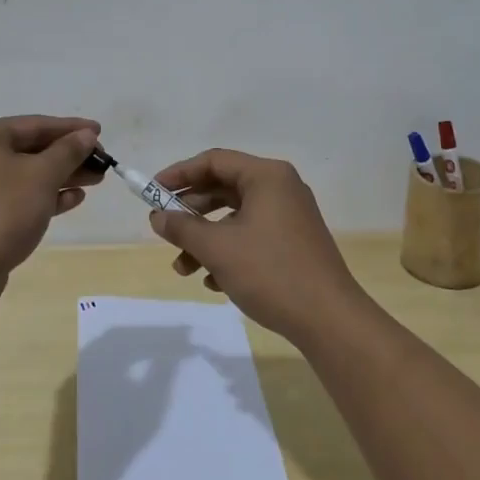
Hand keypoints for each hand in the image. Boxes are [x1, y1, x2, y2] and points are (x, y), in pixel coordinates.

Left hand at [0, 116, 103, 294]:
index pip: (34, 124)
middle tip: (102, 161)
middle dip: (69, 155)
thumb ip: (68, 151)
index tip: (100, 131)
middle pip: (31, 149)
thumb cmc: (1, 212)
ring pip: (27, 175)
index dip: (70, 128)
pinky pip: (19, 197)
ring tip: (96, 179)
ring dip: (62, 176)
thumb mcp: (41, 176)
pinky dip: (46, 196)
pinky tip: (73, 199)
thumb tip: (87, 135)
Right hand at [145, 148, 364, 344]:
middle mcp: (280, 188)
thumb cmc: (270, 272)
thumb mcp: (217, 248)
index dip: (179, 174)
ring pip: (235, 217)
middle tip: (164, 230)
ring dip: (205, 239)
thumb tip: (157, 216)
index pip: (214, 161)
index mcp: (266, 176)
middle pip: (224, 188)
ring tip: (183, 268)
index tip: (152, 192)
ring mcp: (289, 216)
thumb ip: (182, 227)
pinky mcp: (293, 243)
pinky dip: (228, 252)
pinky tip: (213, 281)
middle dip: (190, 212)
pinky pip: (252, 236)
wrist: (327, 318)